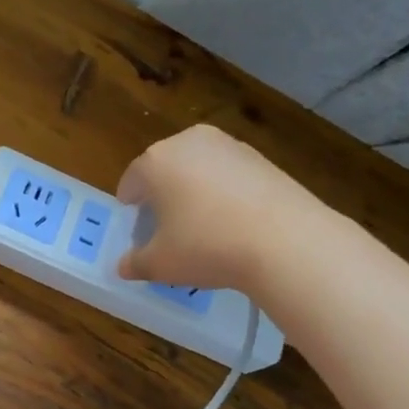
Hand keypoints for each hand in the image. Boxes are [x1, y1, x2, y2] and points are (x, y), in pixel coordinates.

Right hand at [116, 125, 306, 290]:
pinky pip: (229, 174)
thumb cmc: (207, 246)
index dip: (130, 208)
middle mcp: (188, 142)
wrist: (285, 240)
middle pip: (165, 169)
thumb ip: (135, 263)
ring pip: (198, 169)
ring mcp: (228, 145)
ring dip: (194, 192)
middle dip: (162, 196)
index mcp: (155, 161)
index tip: (137, 229)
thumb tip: (123, 266)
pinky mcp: (260, 156)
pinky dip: (225, 193)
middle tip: (168, 229)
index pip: (131, 181)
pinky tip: (234, 222)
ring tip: (204, 227)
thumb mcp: (161, 264)